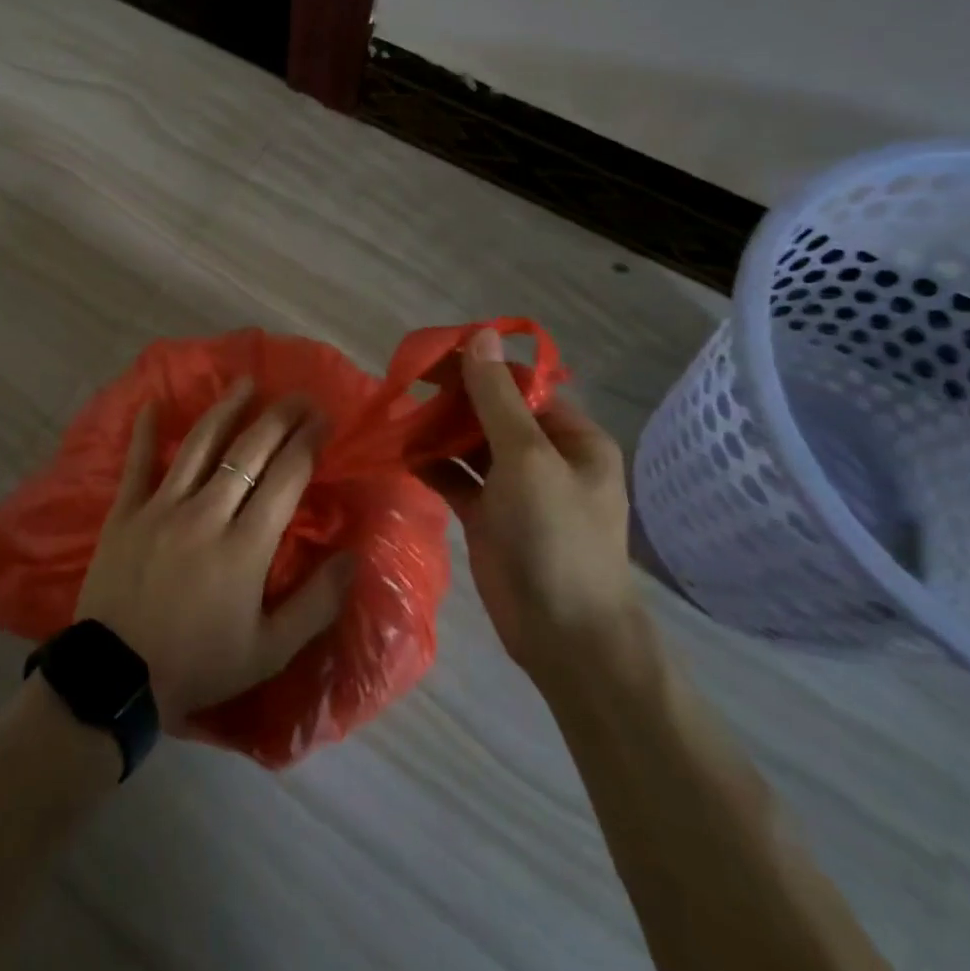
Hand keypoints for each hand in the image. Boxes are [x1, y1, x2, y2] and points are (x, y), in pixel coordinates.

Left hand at [75, 380, 355, 729]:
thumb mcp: (269, 650)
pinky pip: (137, 462)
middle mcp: (207, 513)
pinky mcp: (126, 511)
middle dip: (278, 418)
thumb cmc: (199, 664)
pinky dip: (145, 432)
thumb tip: (354, 557)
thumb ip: (316, 603)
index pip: (285, 478)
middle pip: (248, 451)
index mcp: (246, 546)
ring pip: (199, 444)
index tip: (323, 419)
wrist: (119, 677)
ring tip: (244, 383)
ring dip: (225, 410)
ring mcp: (162, 507)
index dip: (307, 442)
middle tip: (298, 395)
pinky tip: (153, 403)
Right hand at [421, 329, 637, 680]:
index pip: (520, 385)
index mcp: (571, 436)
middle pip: (492, 412)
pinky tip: (403, 455)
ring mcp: (515, 488)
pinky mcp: (488, 515)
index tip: (429, 359)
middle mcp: (545, 456)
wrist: (565, 636)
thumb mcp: (527, 458)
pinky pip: (456, 477)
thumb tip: (481, 334)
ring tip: (398, 419)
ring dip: (437, 431)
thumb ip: (497, 397)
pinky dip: (432, 465)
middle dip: (451, 400)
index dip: (477, 368)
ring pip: (470, 444)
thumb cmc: (555, 536)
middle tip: (405, 387)